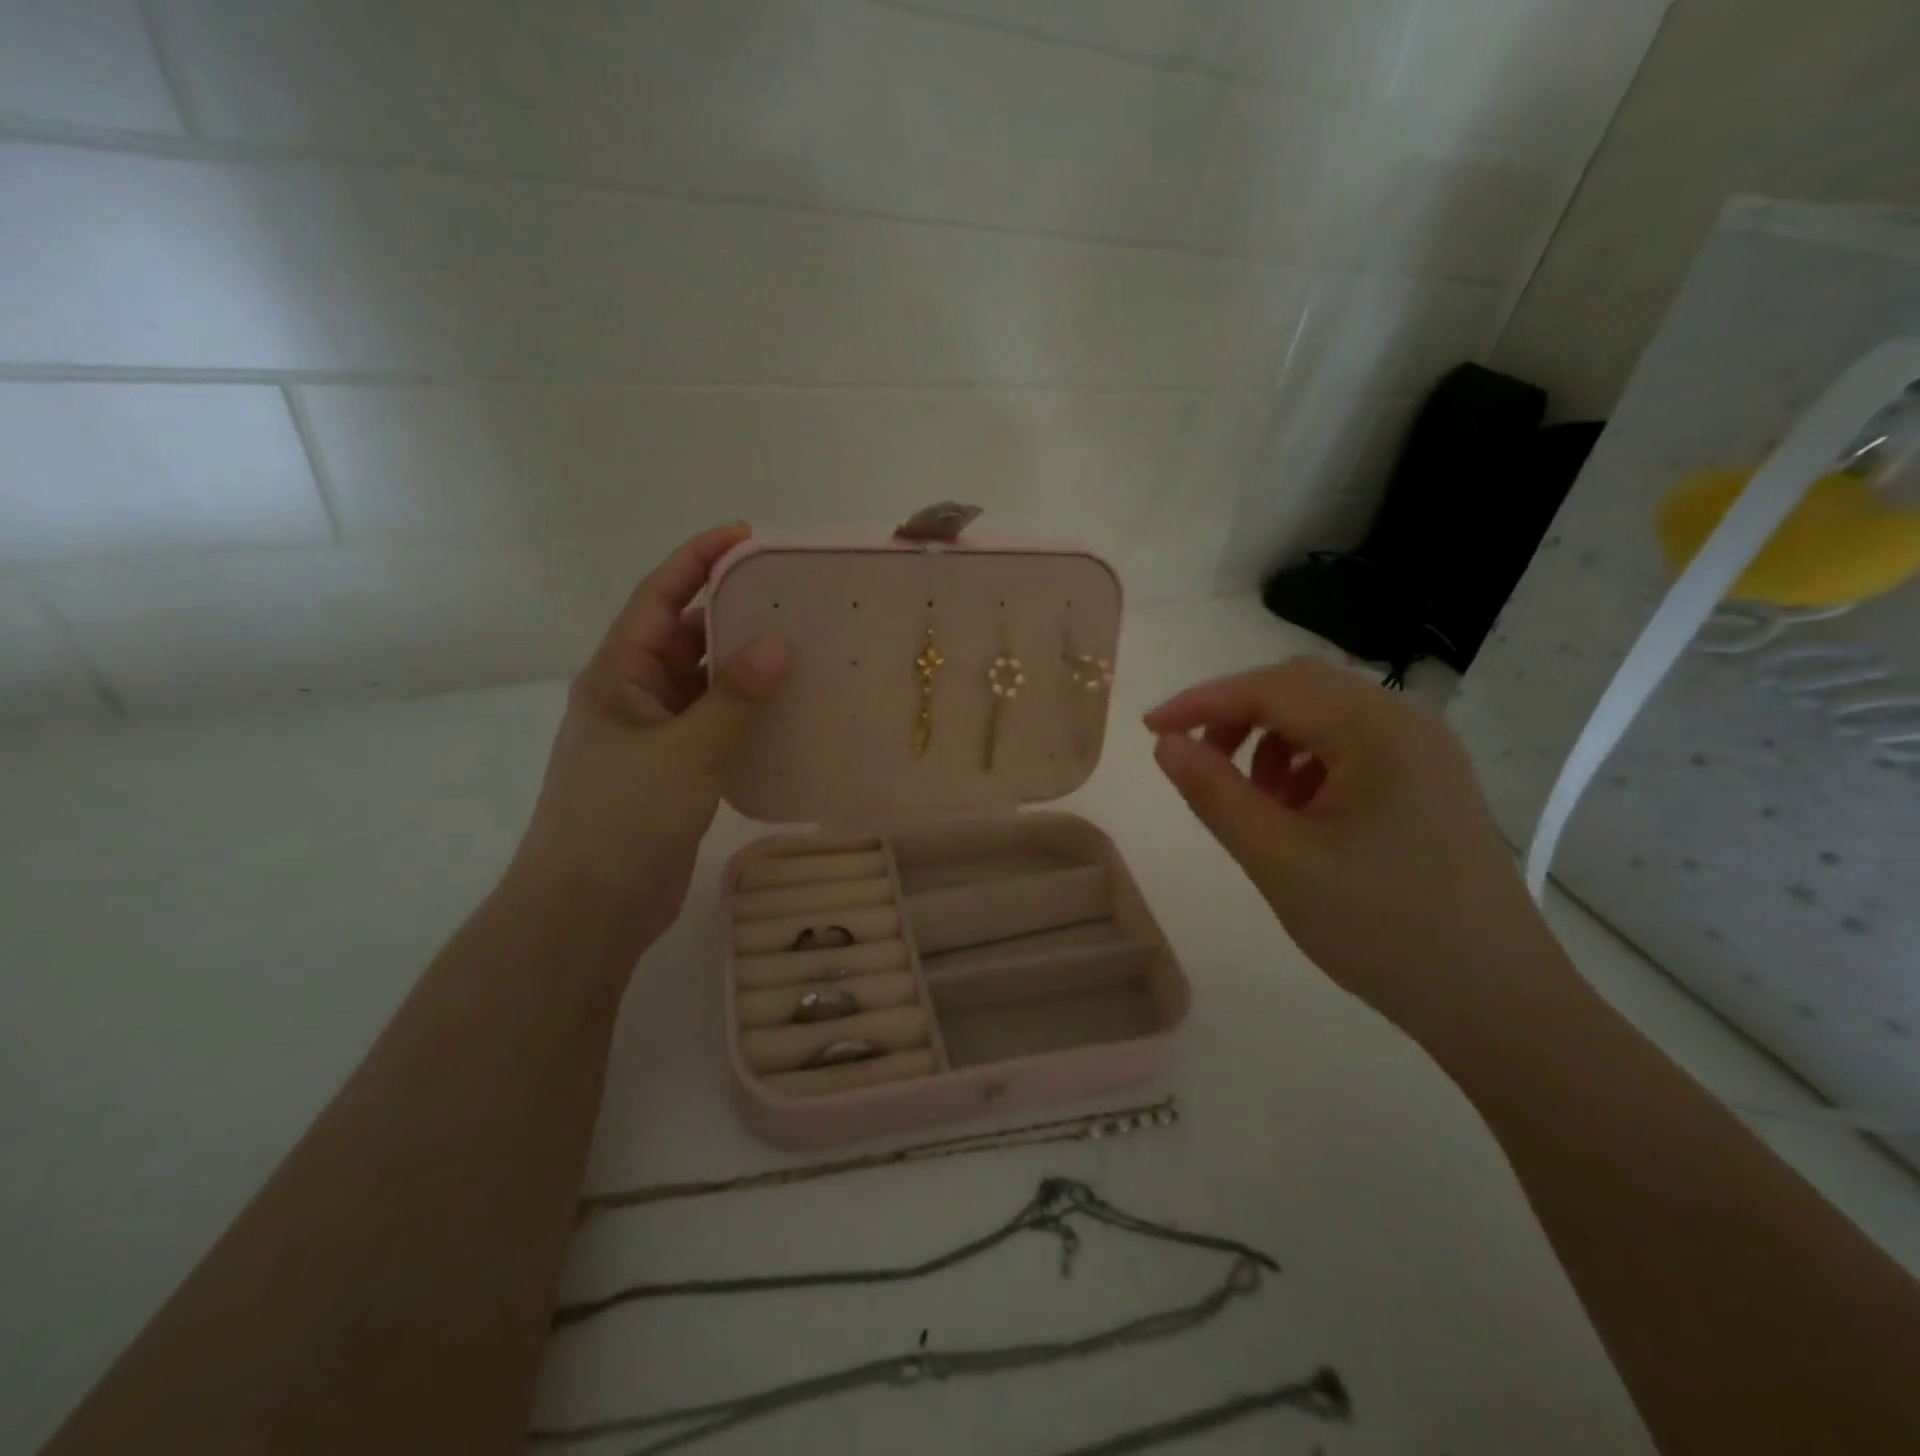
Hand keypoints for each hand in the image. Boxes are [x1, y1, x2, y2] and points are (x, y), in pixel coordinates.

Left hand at [509, 523, 789, 951]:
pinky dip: (744, 712)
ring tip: (800, 647)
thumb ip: (735, 698)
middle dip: (730, 612)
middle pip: (684, 636)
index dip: (698, 560)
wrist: (589, 908)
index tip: (747, 537)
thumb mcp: (686, 751)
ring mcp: (652, 736)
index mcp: (618, 674)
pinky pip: (712, 725)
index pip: (659, 598)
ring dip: (742, 666)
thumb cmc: (624, 818)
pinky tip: (785, 711)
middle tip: (791, 598)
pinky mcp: (672, 771)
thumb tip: (778, 644)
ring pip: (702, 684)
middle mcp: (632, 695)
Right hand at [1145, 657, 1566, 1036]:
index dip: (1202, 702)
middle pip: (1300, 689)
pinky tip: (1291, 813)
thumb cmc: (1383, 930)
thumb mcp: (1280, 861)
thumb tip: (1167, 745)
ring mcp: (1423, 753)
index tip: (1149, 729)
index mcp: (1378, 731)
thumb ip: (1215, 795)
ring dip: (1268, 740)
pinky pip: (1349, 749)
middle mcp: (1406, 724)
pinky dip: (1302, 764)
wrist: (1497, 1005)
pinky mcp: (1426, 783)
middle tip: (1193, 760)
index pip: (1272, 688)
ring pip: (1323, 717)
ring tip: (1246, 799)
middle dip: (1236, 716)